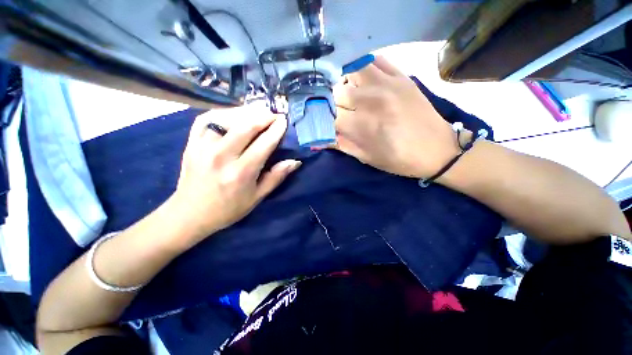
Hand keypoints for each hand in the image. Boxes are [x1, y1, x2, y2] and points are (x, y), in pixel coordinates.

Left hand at [170, 107, 300, 245]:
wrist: (190, 214)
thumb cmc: (229, 208)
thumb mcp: (257, 197)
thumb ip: (276, 177)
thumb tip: (295, 161)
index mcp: (242, 172)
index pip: (264, 143)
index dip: (277, 129)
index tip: (284, 121)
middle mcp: (222, 156)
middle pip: (246, 125)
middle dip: (263, 116)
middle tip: (273, 114)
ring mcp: (203, 147)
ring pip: (226, 118)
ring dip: (246, 111)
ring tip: (258, 112)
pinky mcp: (191, 143)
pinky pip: (206, 119)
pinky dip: (223, 112)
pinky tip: (234, 114)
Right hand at [333, 56, 459, 177]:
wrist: (437, 150)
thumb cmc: (399, 159)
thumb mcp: (366, 158)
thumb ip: (341, 144)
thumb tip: (322, 135)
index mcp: (363, 126)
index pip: (330, 115)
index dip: (326, 120)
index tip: (329, 124)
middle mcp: (372, 100)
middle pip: (338, 92)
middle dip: (335, 104)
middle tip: (342, 112)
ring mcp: (388, 84)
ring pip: (352, 70)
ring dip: (347, 83)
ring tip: (352, 94)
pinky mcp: (401, 76)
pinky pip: (375, 60)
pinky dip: (364, 68)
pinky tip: (366, 80)